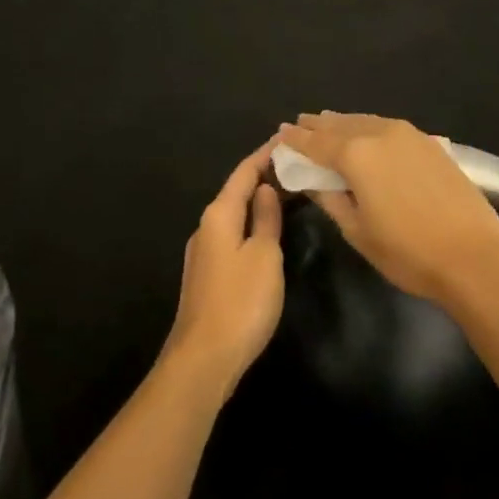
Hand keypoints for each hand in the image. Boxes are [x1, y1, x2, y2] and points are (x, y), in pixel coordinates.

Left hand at [161, 137, 284, 400]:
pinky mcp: (207, 275)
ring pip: (234, 214)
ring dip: (257, 201)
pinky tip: (267, 230)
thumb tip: (266, 188)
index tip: (287, 139)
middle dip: (263, 175)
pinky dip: (251, 223)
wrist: (203, 359)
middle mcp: (206, 226)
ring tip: (286, 191)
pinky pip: (232, 234)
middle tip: (294, 164)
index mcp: (219, 215)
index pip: (244, 172)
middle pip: (236, 191)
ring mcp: (204, 252)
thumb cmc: (241, 302)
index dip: (265, 154)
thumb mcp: (265, 256)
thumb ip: (266, 219)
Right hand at [277, 112, 498, 306]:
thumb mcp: (358, 231)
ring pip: (365, 121)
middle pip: (340, 125)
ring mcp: (408, 135)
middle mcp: (379, 134)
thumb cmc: (408, 252)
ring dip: (343, 122)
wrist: (474, 257)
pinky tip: (367, 133)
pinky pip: (387, 126)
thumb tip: (311, 180)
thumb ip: (330, 199)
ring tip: (327, 122)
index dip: (296, 140)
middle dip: (318, 125)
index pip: (316, 143)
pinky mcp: (429, 143)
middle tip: (299, 123)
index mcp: (356, 155)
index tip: (280, 134)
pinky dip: (369, 126)